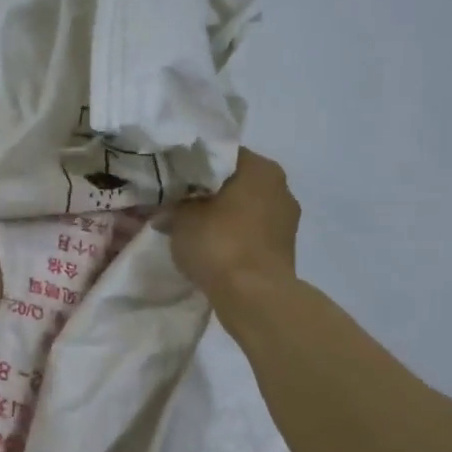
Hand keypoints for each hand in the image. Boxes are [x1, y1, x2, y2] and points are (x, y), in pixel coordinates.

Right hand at [163, 147, 299, 298]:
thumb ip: (172, 207)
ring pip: (245, 208)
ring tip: (193, 228)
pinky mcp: (284, 248)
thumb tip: (164, 212)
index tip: (173, 179)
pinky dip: (234, 236)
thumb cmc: (219, 243)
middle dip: (208, 193)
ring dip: (222, 216)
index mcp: (259, 167)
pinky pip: (252, 232)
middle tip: (179, 204)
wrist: (254, 296)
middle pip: (235, 182)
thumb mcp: (181, 219)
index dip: (193, 166)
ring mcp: (286, 219)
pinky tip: (212, 248)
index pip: (220, 155)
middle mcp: (280, 186)